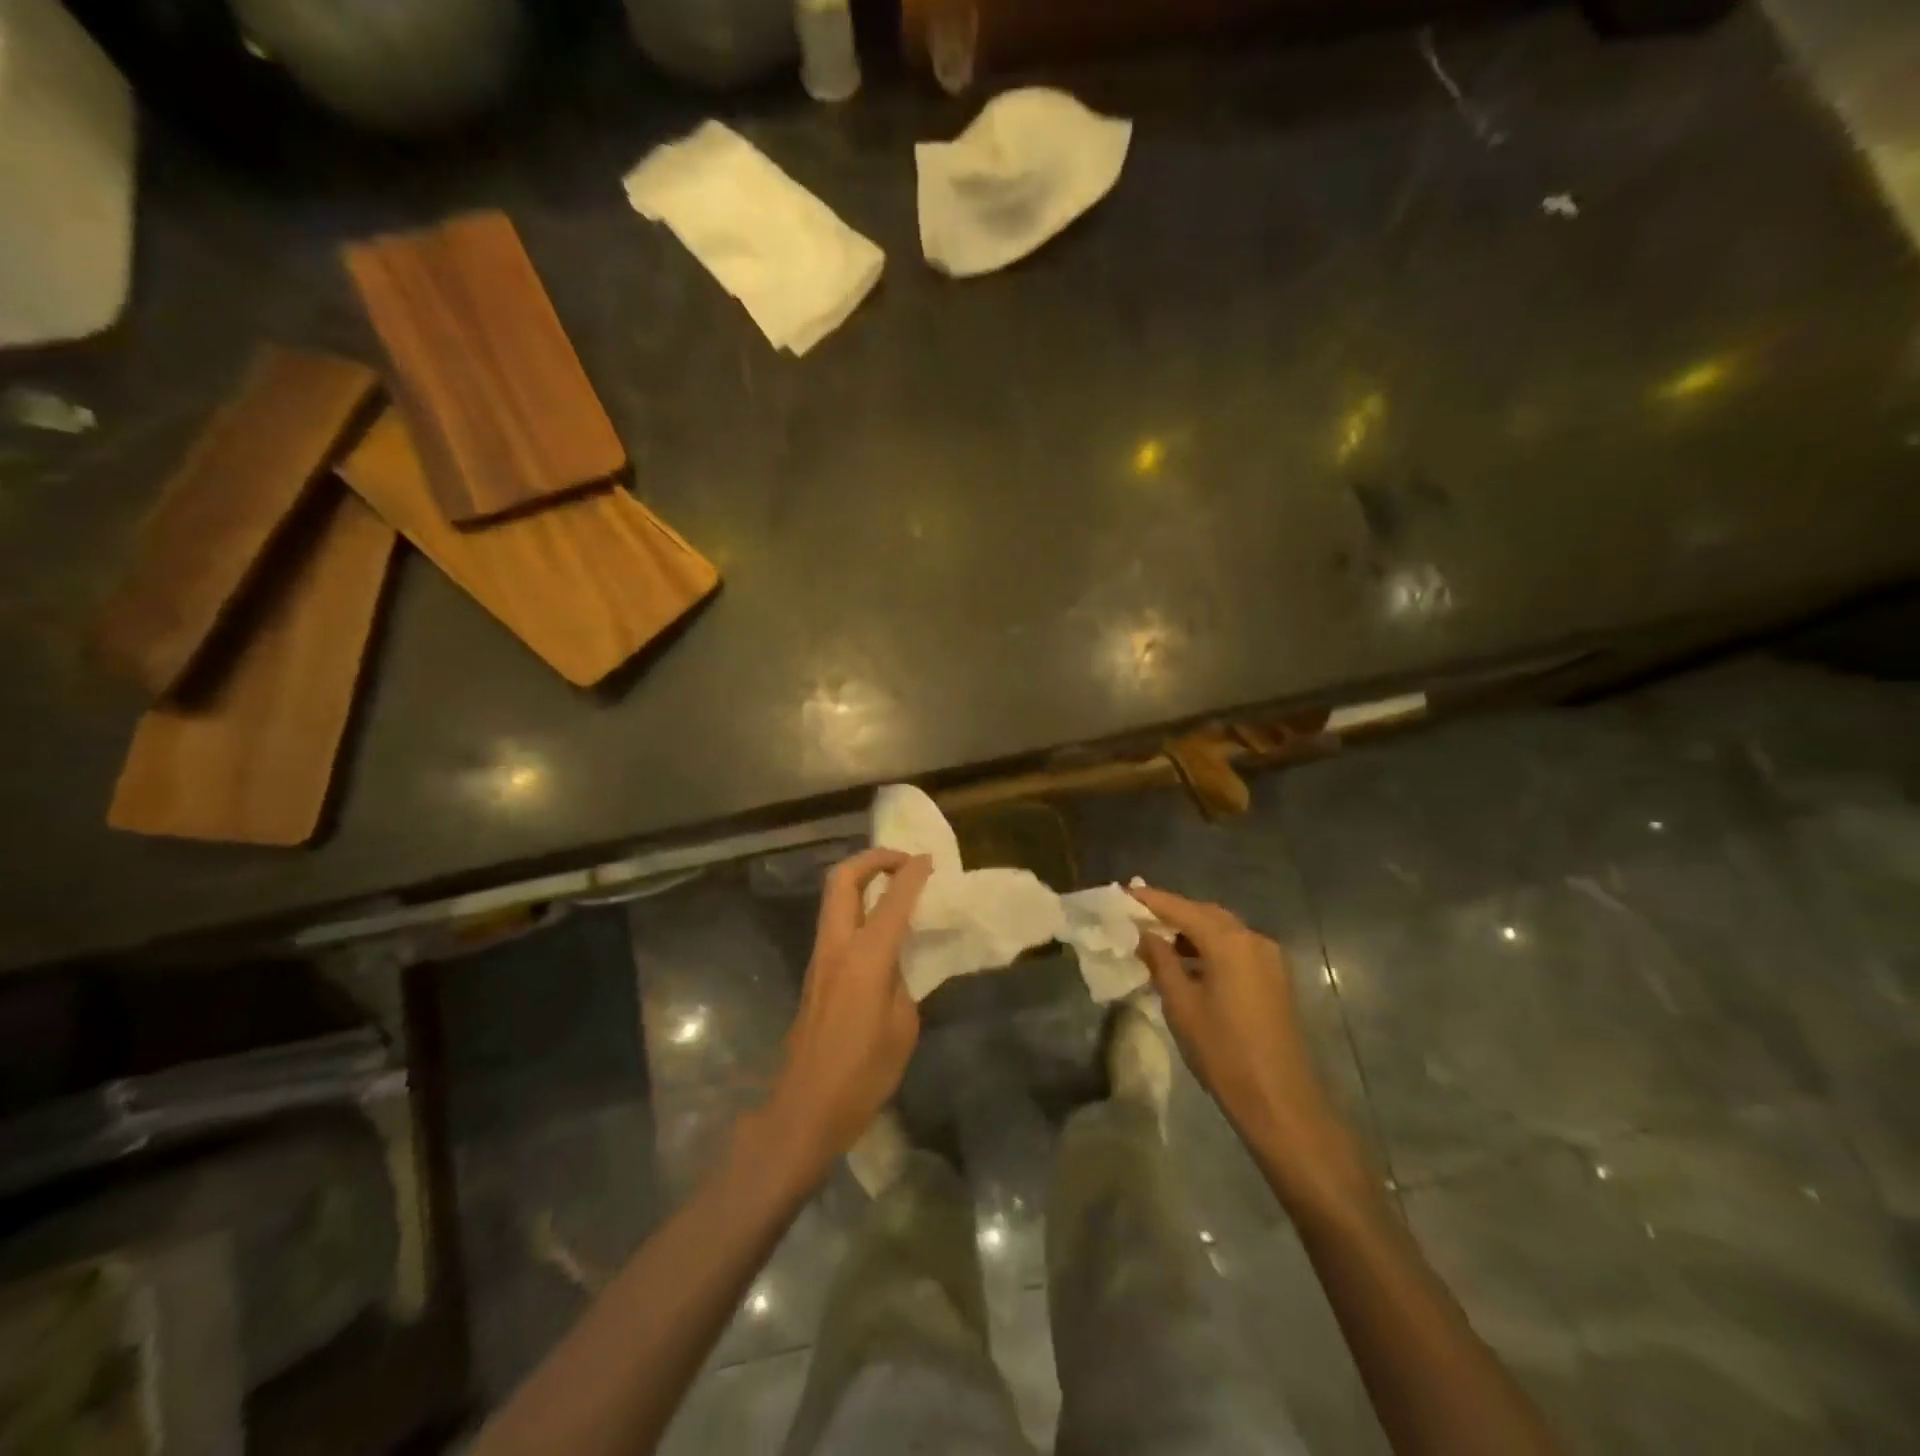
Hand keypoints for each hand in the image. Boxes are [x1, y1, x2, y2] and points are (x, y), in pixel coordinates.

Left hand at [764, 849, 932, 1178]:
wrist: (804, 1108)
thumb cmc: (863, 1074)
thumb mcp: (902, 1027)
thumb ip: (900, 982)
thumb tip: (894, 964)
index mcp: (866, 957)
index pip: (893, 898)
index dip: (913, 873)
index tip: (930, 860)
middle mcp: (837, 946)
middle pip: (843, 879)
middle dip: (873, 859)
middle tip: (903, 863)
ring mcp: (820, 958)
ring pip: (834, 898)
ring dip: (861, 880)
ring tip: (894, 888)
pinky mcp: (814, 973)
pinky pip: (835, 922)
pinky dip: (856, 907)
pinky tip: (879, 927)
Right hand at [1130, 885, 1338, 1154]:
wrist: (1279, 1100)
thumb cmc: (1222, 1050)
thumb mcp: (1181, 1004)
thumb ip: (1161, 961)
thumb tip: (1145, 935)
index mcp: (1229, 942)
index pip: (1182, 908)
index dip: (1151, 900)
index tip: (1123, 893)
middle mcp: (1252, 940)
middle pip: (1206, 913)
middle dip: (1172, 912)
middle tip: (1138, 915)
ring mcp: (1268, 958)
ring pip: (1222, 931)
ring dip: (1191, 930)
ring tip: (1157, 939)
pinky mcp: (1274, 978)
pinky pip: (1236, 948)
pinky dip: (1209, 947)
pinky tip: (1187, 962)